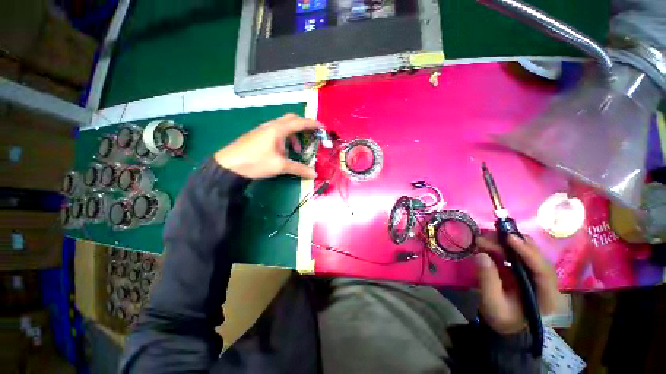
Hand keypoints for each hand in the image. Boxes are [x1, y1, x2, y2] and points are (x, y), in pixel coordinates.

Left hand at [214, 114, 320, 178]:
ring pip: (284, 126)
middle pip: (291, 120)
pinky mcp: (259, 135)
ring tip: (297, 149)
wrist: (229, 165)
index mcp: (278, 129)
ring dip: (294, 135)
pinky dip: (285, 139)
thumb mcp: (280, 166)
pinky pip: (276, 132)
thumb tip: (314, 175)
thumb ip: (299, 169)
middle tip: (312, 135)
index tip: (323, 127)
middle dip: (303, 126)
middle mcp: (271, 126)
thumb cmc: (256, 162)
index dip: (312, 124)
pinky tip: (284, 151)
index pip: (300, 122)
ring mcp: (263, 130)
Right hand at [474, 233, 561, 334]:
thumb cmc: (501, 317)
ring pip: (525, 251)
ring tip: (482, 240)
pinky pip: (515, 253)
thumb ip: (488, 280)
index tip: (510, 238)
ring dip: (504, 243)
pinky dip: (500, 247)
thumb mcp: (492, 302)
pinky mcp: (524, 270)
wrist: (503, 324)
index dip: (528, 252)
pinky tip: (486, 245)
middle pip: (535, 256)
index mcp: (547, 296)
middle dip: (512, 243)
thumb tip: (481, 255)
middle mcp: (546, 282)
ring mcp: (535, 274)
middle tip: (488, 237)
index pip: (543, 270)